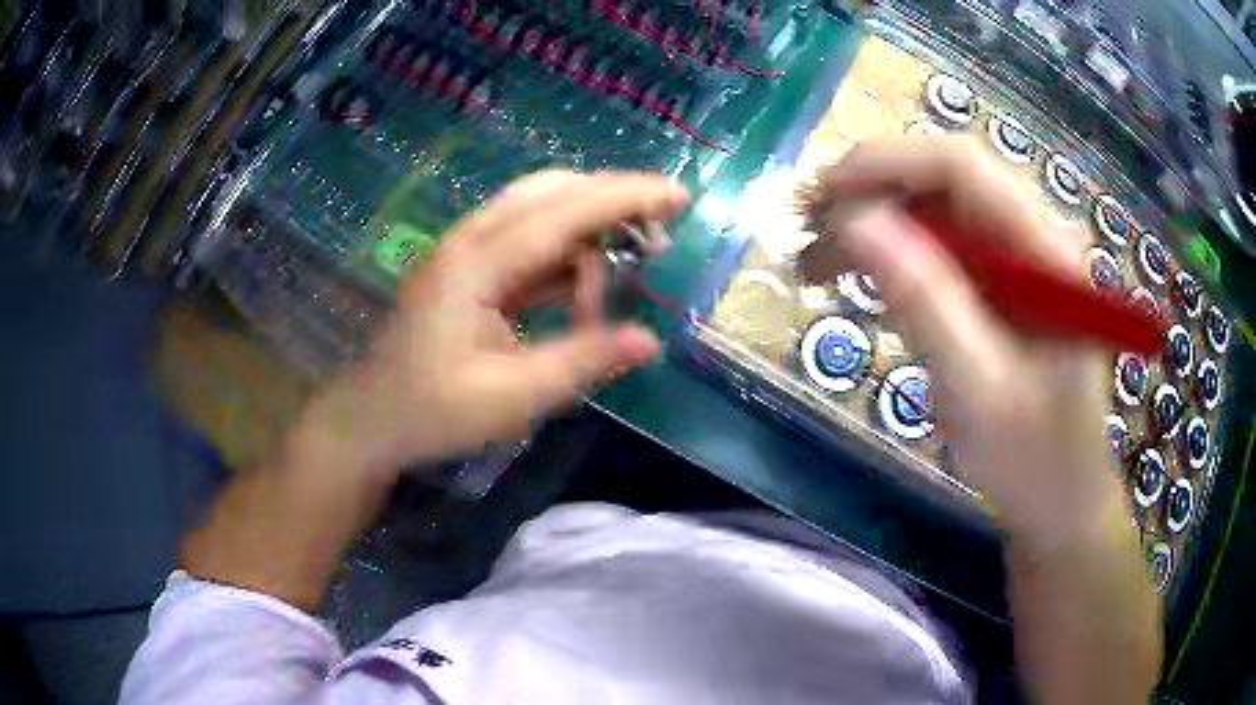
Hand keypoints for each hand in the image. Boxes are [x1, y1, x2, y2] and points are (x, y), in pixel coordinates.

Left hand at [311, 170, 689, 479]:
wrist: (371, 419)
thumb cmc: (431, 412)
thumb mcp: (511, 399)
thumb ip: (581, 363)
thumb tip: (649, 342)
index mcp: (475, 264)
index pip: (562, 212)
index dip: (623, 198)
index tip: (678, 194)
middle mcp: (471, 242)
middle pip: (551, 193)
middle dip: (611, 203)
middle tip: (659, 239)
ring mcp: (467, 253)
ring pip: (541, 213)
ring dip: (590, 233)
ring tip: (631, 267)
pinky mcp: (470, 271)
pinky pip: (530, 244)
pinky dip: (567, 258)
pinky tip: (588, 292)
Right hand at [809, 136, 1117, 542]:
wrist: (1061, 501)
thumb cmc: (1033, 460)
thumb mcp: (977, 391)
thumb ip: (925, 302)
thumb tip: (853, 221)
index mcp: (1045, 251)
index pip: (961, 167)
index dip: (885, 165)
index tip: (820, 198)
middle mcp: (1034, 236)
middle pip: (944, 180)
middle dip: (871, 194)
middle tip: (806, 232)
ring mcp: (1018, 257)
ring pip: (936, 210)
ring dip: (873, 225)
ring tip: (817, 262)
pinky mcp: (1002, 282)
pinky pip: (941, 247)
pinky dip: (893, 256)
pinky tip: (860, 279)